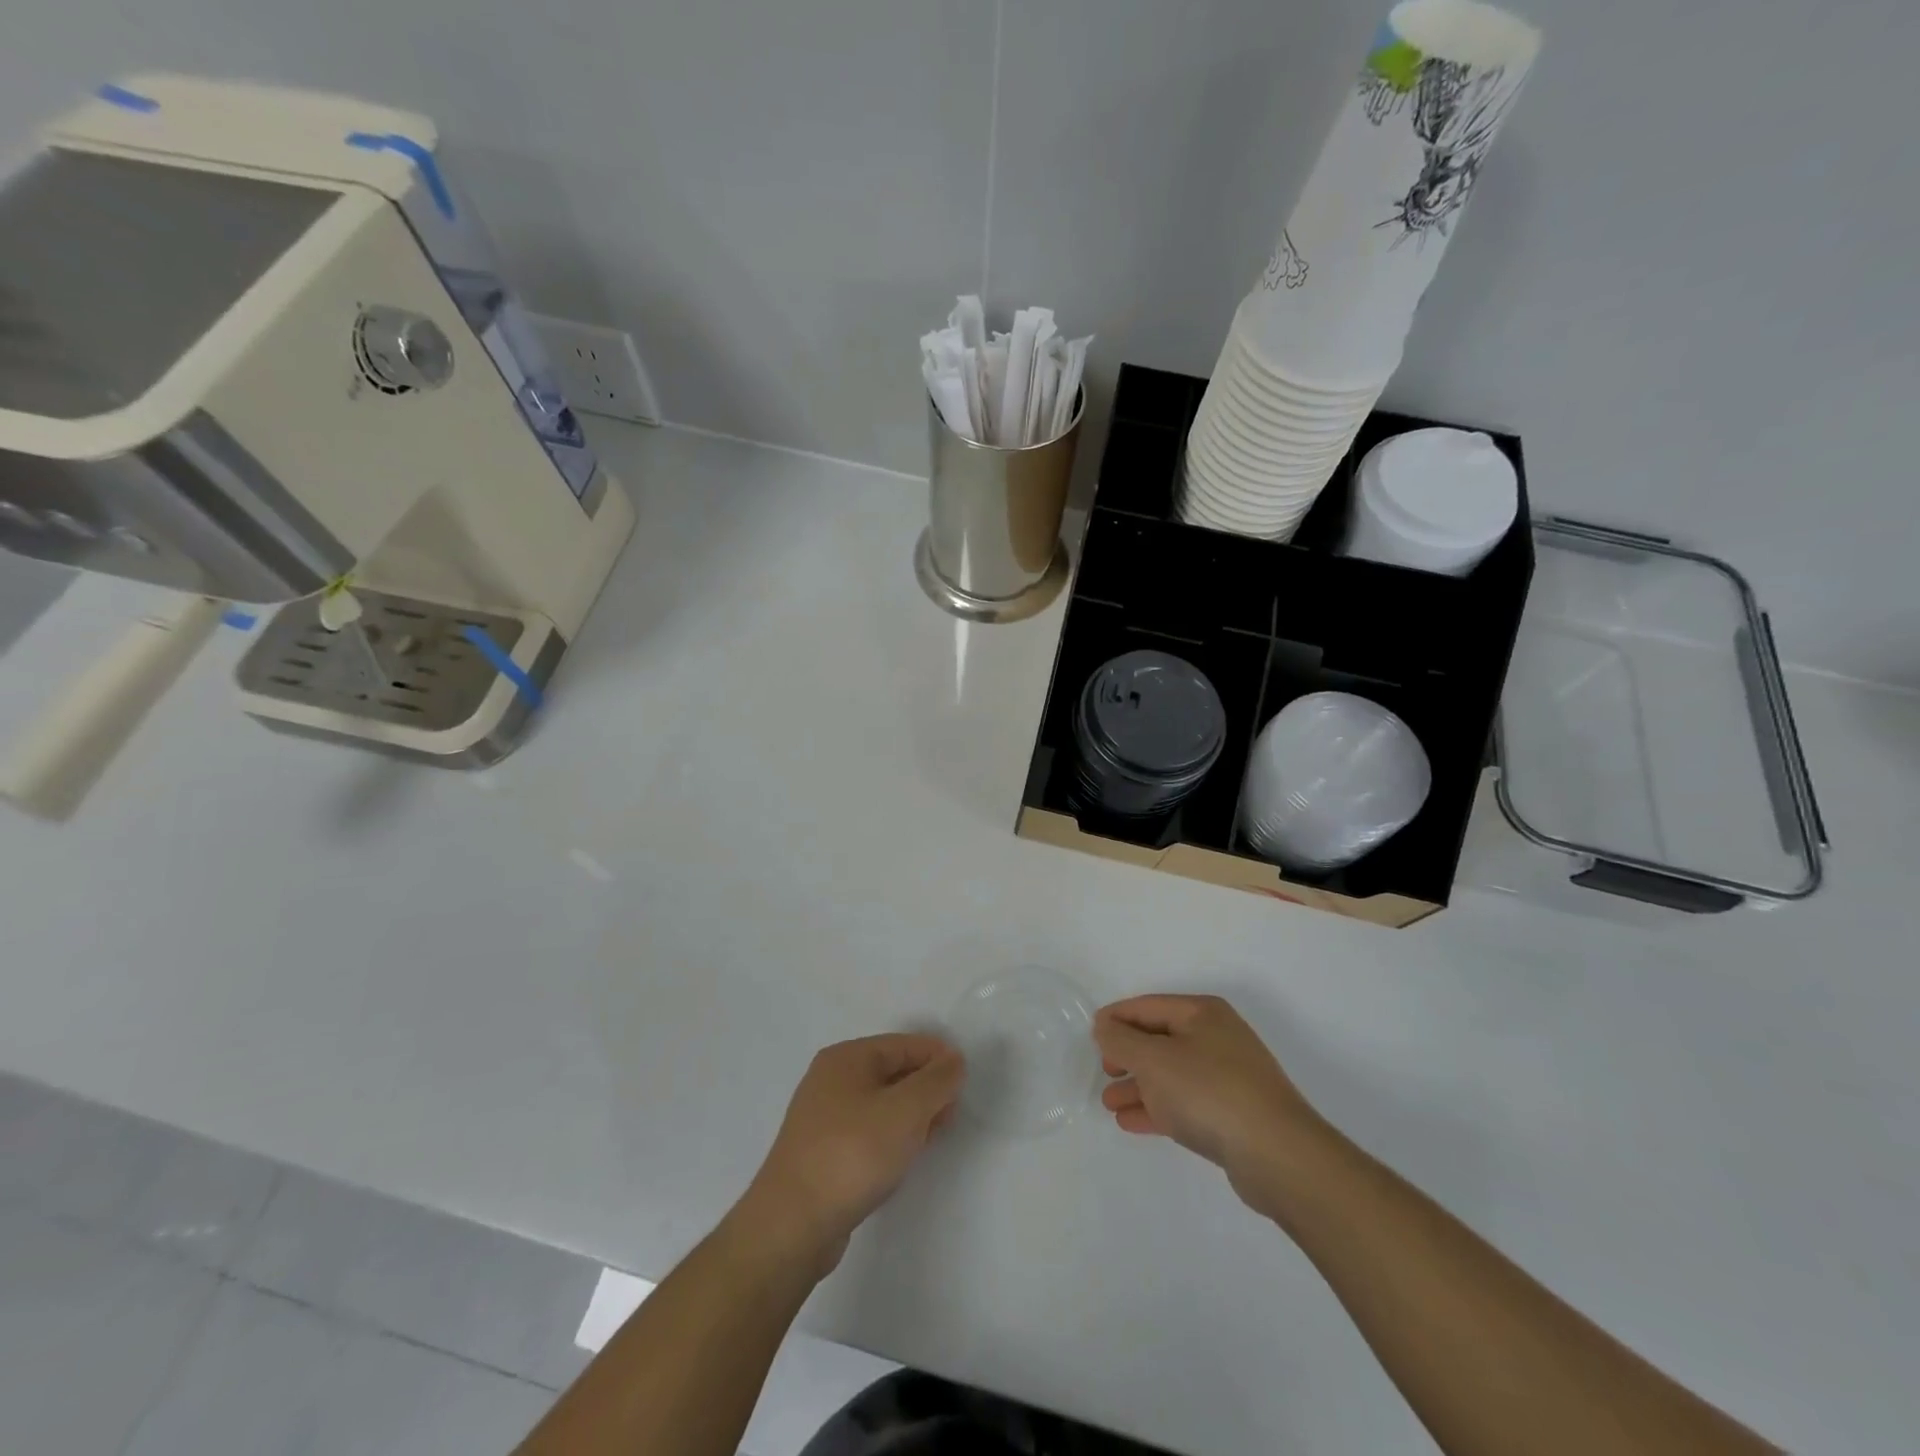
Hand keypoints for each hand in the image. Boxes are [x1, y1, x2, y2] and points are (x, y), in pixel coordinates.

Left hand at [737, 1034, 964, 1276]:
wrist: (791, 1225)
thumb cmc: (852, 1155)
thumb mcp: (905, 1112)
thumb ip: (936, 1082)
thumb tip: (953, 1060)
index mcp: (846, 1058)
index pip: (904, 1044)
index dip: (937, 1058)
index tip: (965, 1081)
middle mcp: (830, 1079)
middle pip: (892, 1071)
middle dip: (926, 1088)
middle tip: (952, 1114)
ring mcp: (822, 1117)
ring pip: (881, 1103)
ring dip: (911, 1115)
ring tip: (934, 1136)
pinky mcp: (821, 1152)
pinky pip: (867, 1130)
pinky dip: (891, 1136)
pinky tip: (904, 1157)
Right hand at [1095, 995, 1324, 1210]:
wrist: (1278, 1155)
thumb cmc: (1209, 1092)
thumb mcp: (1154, 1060)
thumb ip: (1122, 1040)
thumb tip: (1105, 1026)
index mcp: (1202, 1013)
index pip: (1148, 1006)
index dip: (1117, 1018)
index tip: (1091, 1035)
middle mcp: (1217, 1038)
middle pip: (1160, 1039)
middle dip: (1128, 1055)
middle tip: (1103, 1071)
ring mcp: (1228, 1077)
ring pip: (1171, 1074)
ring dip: (1139, 1086)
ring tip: (1110, 1103)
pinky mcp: (1233, 1113)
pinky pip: (1185, 1102)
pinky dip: (1158, 1107)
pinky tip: (1132, 1122)